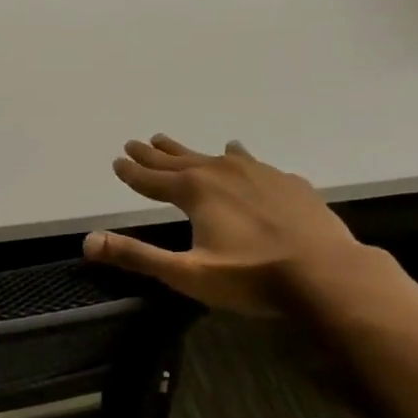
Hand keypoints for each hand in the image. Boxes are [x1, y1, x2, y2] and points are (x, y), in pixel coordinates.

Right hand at [83, 136, 366, 315]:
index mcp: (196, 191)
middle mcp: (223, 173)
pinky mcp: (288, 183)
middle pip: (179, 160)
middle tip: (136, 142)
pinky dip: (235, 155)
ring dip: (188, 150)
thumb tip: (88, 241)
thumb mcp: (186, 273)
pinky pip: (251, 162)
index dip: (132, 172)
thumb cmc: (252, 277)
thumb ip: (137, 256)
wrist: (329, 275)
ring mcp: (259, 174)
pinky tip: (238, 152)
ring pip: (213, 156)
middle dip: (154, 154)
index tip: (117, 160)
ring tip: (171, 140)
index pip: (153, 179)